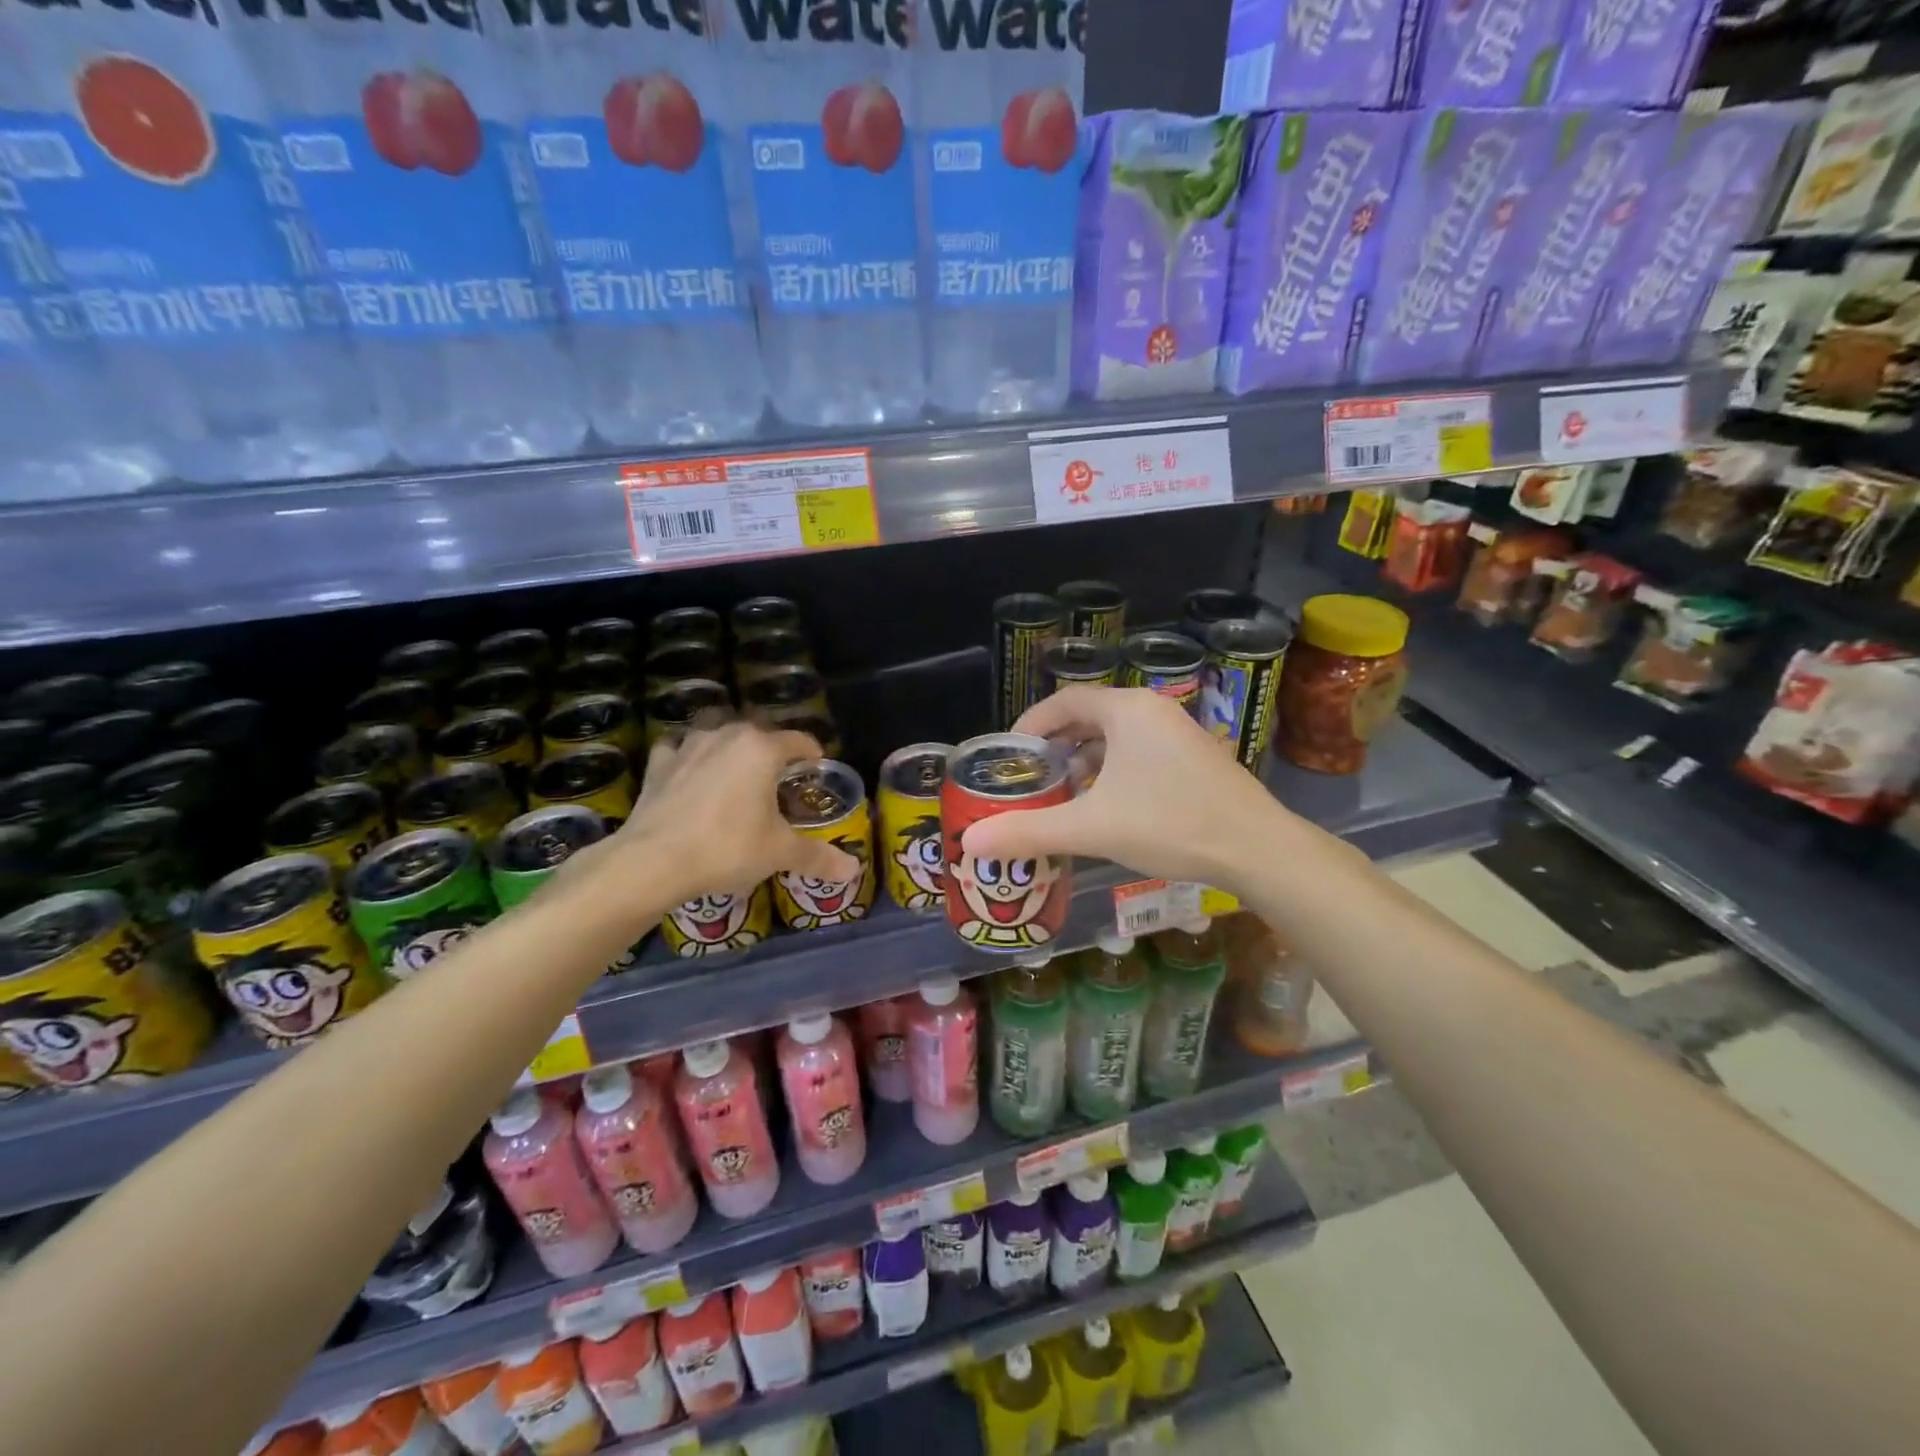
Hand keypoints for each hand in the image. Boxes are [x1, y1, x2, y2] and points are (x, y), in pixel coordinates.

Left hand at [618, 721, 856, 904]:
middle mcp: (727, 736)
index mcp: (762, 750)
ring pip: (716, 731)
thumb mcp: (779, 853)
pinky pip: (678, 748)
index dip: (812, 753)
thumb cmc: (727, 848)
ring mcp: (689, 746)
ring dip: (729, 743)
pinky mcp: (659, 764)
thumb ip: (817, 857)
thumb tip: (853, 869)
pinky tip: (689, 770)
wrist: (653, 861)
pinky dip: (687, 755)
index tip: (817, 765)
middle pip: (758, 731)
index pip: (798, 740)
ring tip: (735, 766)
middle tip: (779, 774)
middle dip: (772, 747)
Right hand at [960, 687, 1285, 893]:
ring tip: (1062, 793)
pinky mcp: (1195, 756)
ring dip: (1085, 760)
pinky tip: (1107, 805)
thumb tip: (971, 843)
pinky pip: (1140, 751)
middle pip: (1089, 716)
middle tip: (1031, 777)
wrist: (1258, 849)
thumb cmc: (1170, 824)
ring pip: (1116, 737)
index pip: (1064, 701)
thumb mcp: (1092, 828)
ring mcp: (1179, 732)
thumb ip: (1029, 831)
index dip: (1030, 724)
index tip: (1010, 756)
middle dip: (1056, 745)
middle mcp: (1153, 710)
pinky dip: (1113, 770)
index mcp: (1127, 710)